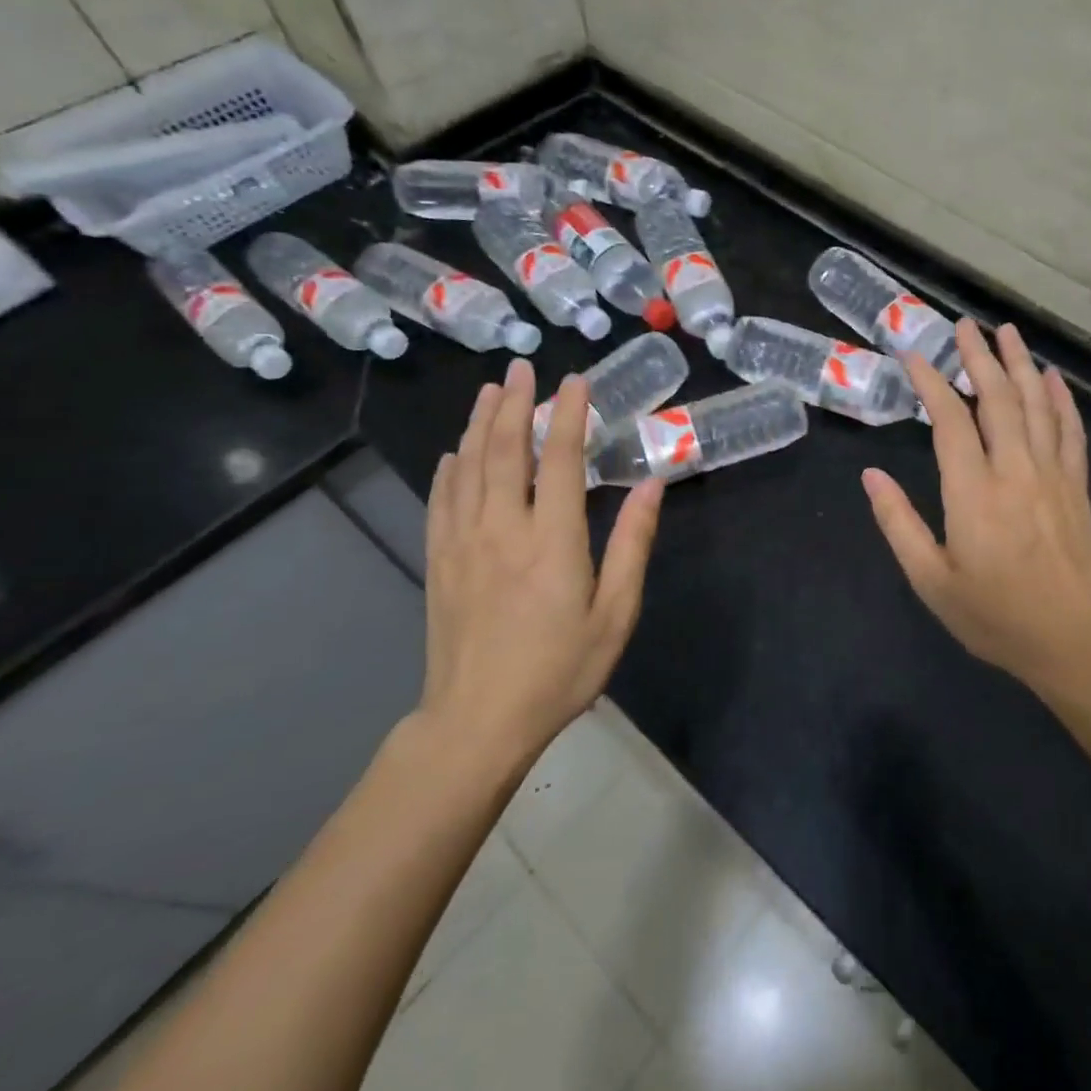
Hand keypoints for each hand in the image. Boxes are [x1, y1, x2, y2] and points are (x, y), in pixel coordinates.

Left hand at [420, 358, 663, 755]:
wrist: (477, 723)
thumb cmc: (559, 670)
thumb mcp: (615, 614)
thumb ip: (633, 545)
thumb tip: (652, 484)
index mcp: (552, 540)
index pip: (560, 459)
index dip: (568, 414)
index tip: (575, 381)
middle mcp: (502, 528)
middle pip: (504, 450)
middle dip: (514, 403)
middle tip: (521, 367)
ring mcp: (463, 543)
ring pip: (468, 467)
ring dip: (479, 423)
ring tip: (489, 390)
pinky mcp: (438, 561)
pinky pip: (441, 500)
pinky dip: (449, 468)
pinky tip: (453, 452)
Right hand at [862, 320, 1090, 691]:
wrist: (1077, 642)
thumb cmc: (997, 616)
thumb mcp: (932, 581)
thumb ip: (899, 524)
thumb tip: (870, 477)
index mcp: (974, 491)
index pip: (950, 420)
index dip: (931, 382)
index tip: (913, 354)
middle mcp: (1016, 470)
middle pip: (998, 398)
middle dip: (979, 356)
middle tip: (965, 324)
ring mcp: (1052, 474)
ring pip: (1037, 404)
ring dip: (1020, 364)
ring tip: (1007, 331)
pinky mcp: (1077, 486)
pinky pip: (1071, 430)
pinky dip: (1061, 399)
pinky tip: (1054, 378)